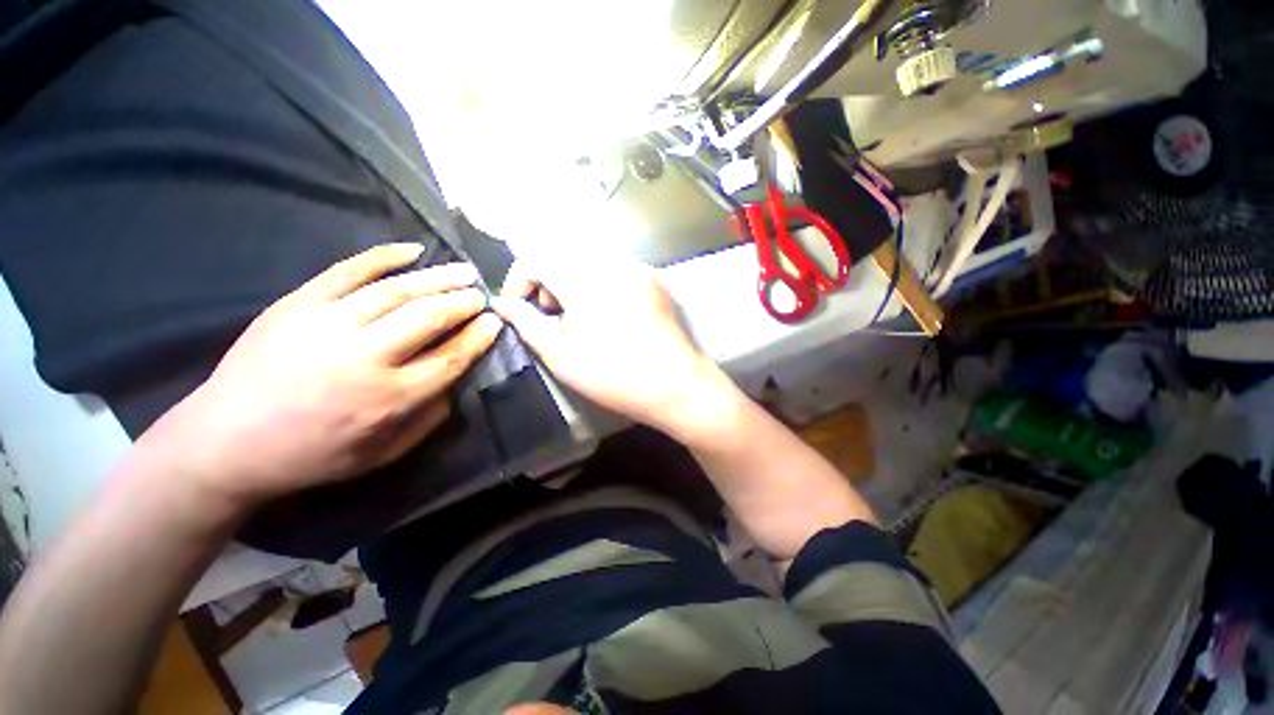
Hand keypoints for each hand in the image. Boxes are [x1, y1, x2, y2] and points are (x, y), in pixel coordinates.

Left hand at [136, 244, 502, 512]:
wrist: (225, 442)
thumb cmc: (313, 455)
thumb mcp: (383, 454)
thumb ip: (429, 419)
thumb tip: (456, 382)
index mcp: (388, 398)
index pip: (450, 357)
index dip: (478, 336)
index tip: (495, 321)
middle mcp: (363, 357)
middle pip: (428, 318)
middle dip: (463, 302)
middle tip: (482, 294)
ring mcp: (326, 325)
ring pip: (395, 291)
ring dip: (437, 277)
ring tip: (463, 270)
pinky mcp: (297, 305)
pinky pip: (346, 271)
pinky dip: (382, 256)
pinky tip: (412, 249)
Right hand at [491, 253, 733, 435]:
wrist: (677, 386)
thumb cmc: (615, 376)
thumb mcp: (561, 355)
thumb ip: (526, 322)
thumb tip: (502, 303)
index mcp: (585, 279)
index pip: (537, 255)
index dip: (520, 279)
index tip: (520, 307)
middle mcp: (613, 262)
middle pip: (563, 251)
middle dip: (548, 280)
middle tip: (553, 315)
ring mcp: (638, 269)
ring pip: (588, 259)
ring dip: (572, 281)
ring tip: (579, 317)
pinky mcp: (652, 280)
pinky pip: (613, 268)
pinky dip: (596, 283)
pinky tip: (605, 313)